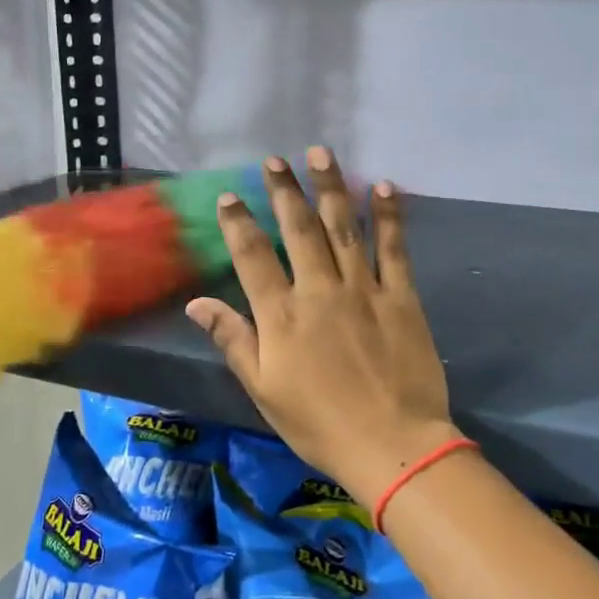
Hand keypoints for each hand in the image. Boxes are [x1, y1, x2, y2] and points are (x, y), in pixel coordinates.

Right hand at [186, 148, 456, 505]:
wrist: (392, 445)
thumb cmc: (319, 424)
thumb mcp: (264, 390)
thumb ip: (233, 340)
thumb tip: (196, 304)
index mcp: (281, 315)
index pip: (253, 256)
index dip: (239, 222)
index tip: (231, 195)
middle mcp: (319, 290)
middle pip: (299, 230)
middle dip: (285, 191)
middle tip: (275, 160)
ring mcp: (363, 290)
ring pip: (343, 227)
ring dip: (331, 188)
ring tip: (321, 154)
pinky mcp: (401, 297)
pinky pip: (393, 249)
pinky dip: (388, 217)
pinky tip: (383, 187)